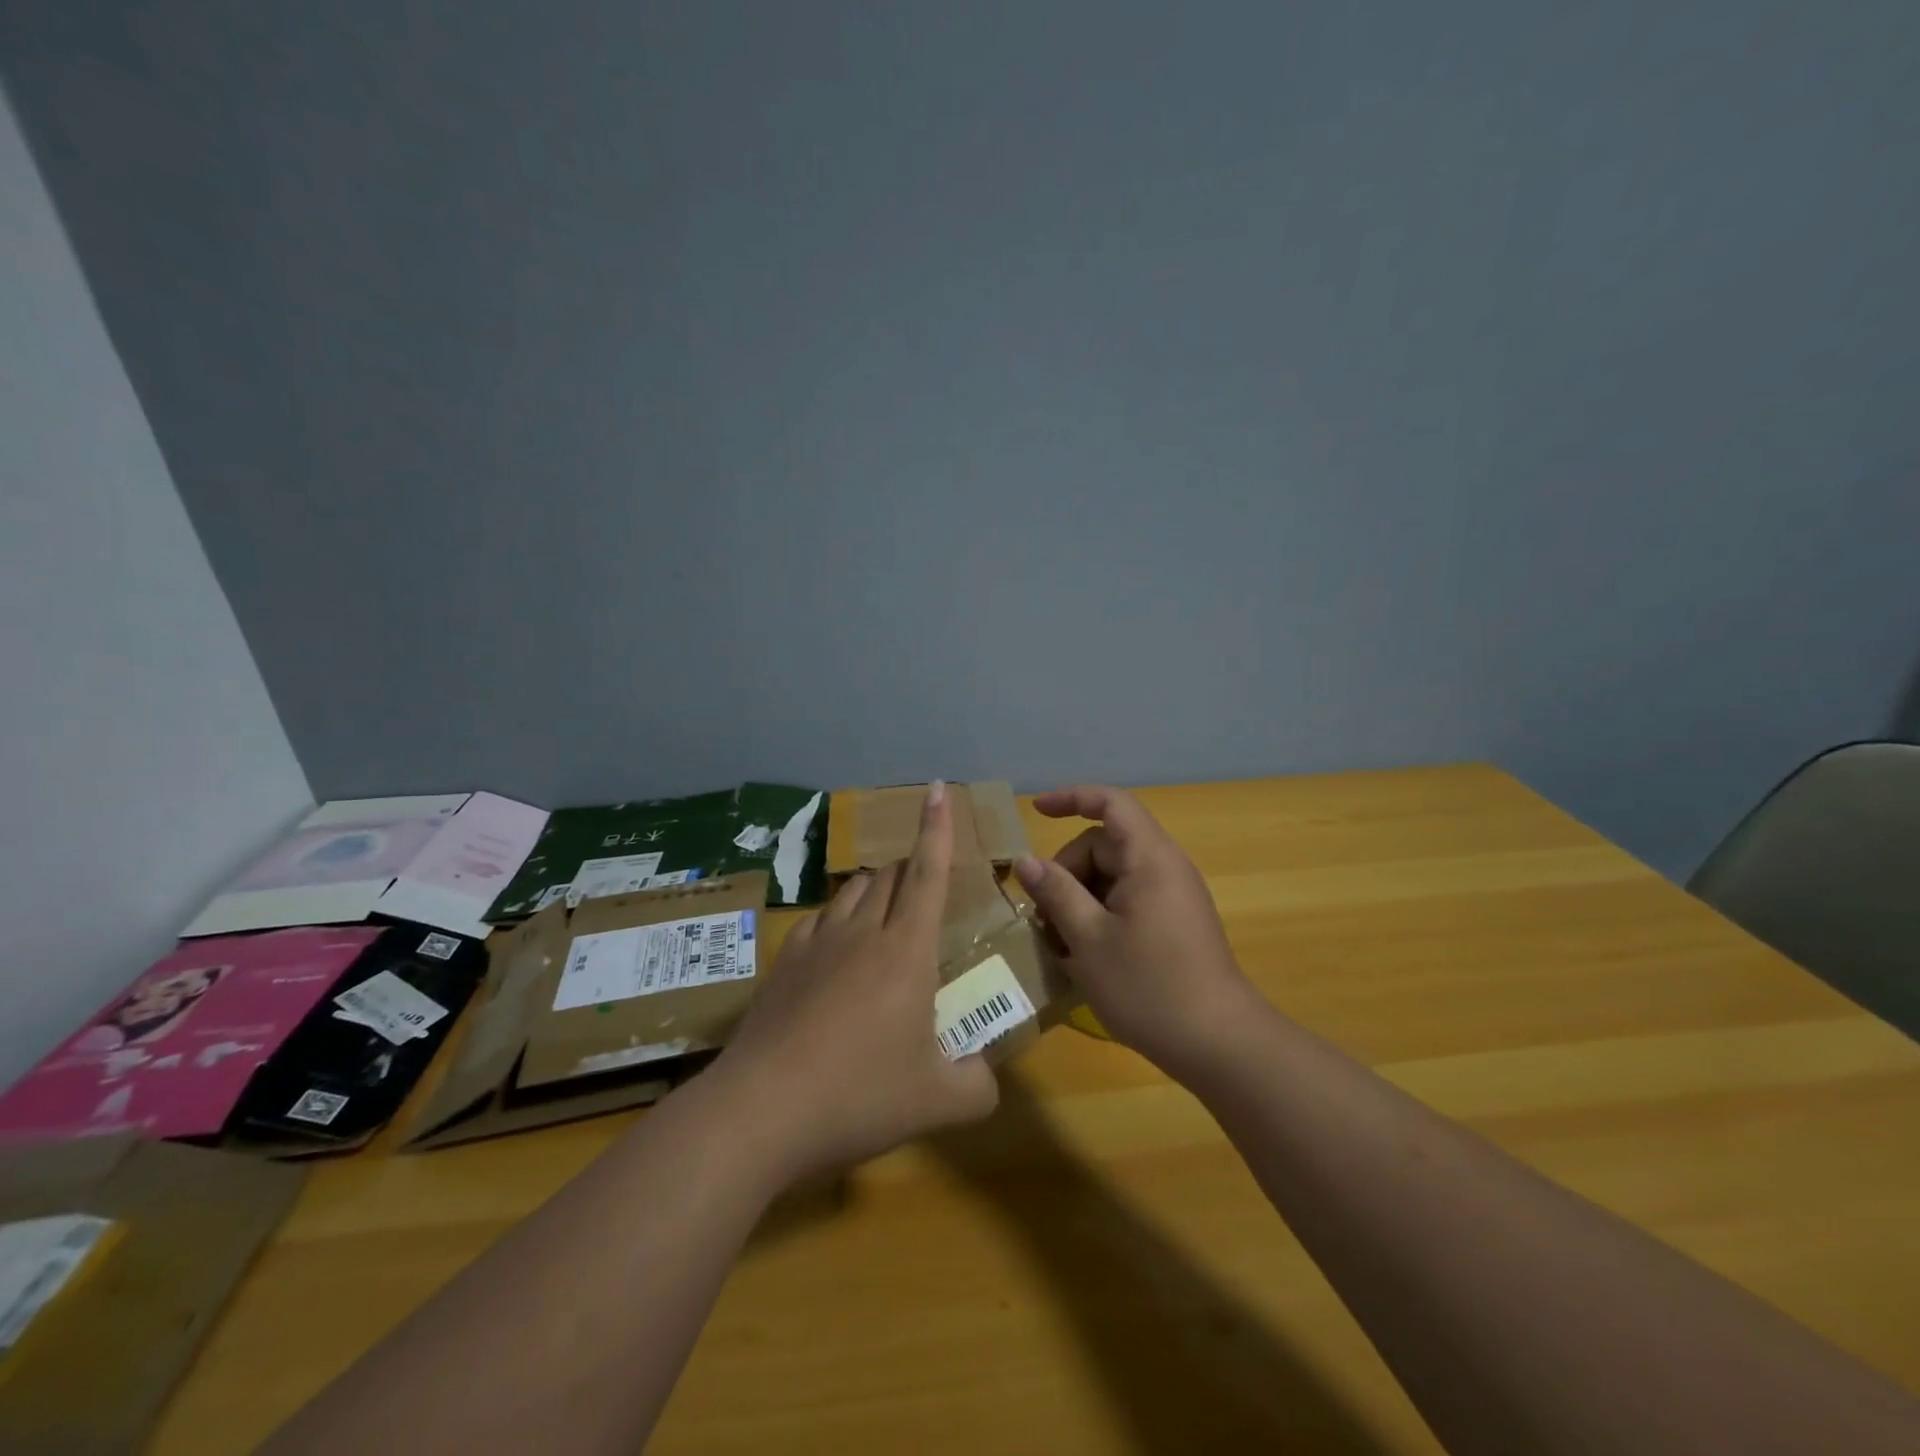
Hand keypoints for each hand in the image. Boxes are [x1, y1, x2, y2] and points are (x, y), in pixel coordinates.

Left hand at [706, 782, 998, 1185]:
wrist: (762, 1110)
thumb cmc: (860, 1096)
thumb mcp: (938, 1102)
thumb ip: (977, 1085)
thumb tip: (984, 1076)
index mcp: (906, 950)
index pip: (928, 873)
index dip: (937, 828)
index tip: (937, 789)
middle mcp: (862, 932)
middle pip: (889, 876)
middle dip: (910, 867)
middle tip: (924, 885)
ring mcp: (816, 943)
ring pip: (851, 891)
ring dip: (874, 889)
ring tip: (884, 912)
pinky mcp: (784, 962)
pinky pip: (818, 919)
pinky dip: (837, 918)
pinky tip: (835, 947)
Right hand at [1014, 785, 1259, 1082]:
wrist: (1220, 1044)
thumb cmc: (1149, 987)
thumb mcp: (1088, 940)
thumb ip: (1056, 893)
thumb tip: (1026, 862)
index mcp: (1149, 859)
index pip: (1110, 803)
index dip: (1071, 798)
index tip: (1036, 811)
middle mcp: (1165, 868)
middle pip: (1104, 846)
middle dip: (1067, 872)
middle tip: (1043, 919)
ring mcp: (1172, 897)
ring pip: (1112, 877)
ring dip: (1079, 899)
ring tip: (1059, 943)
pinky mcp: (1174, 924)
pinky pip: (1127, 901)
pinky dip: (1099, 916)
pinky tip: (1084, 954)